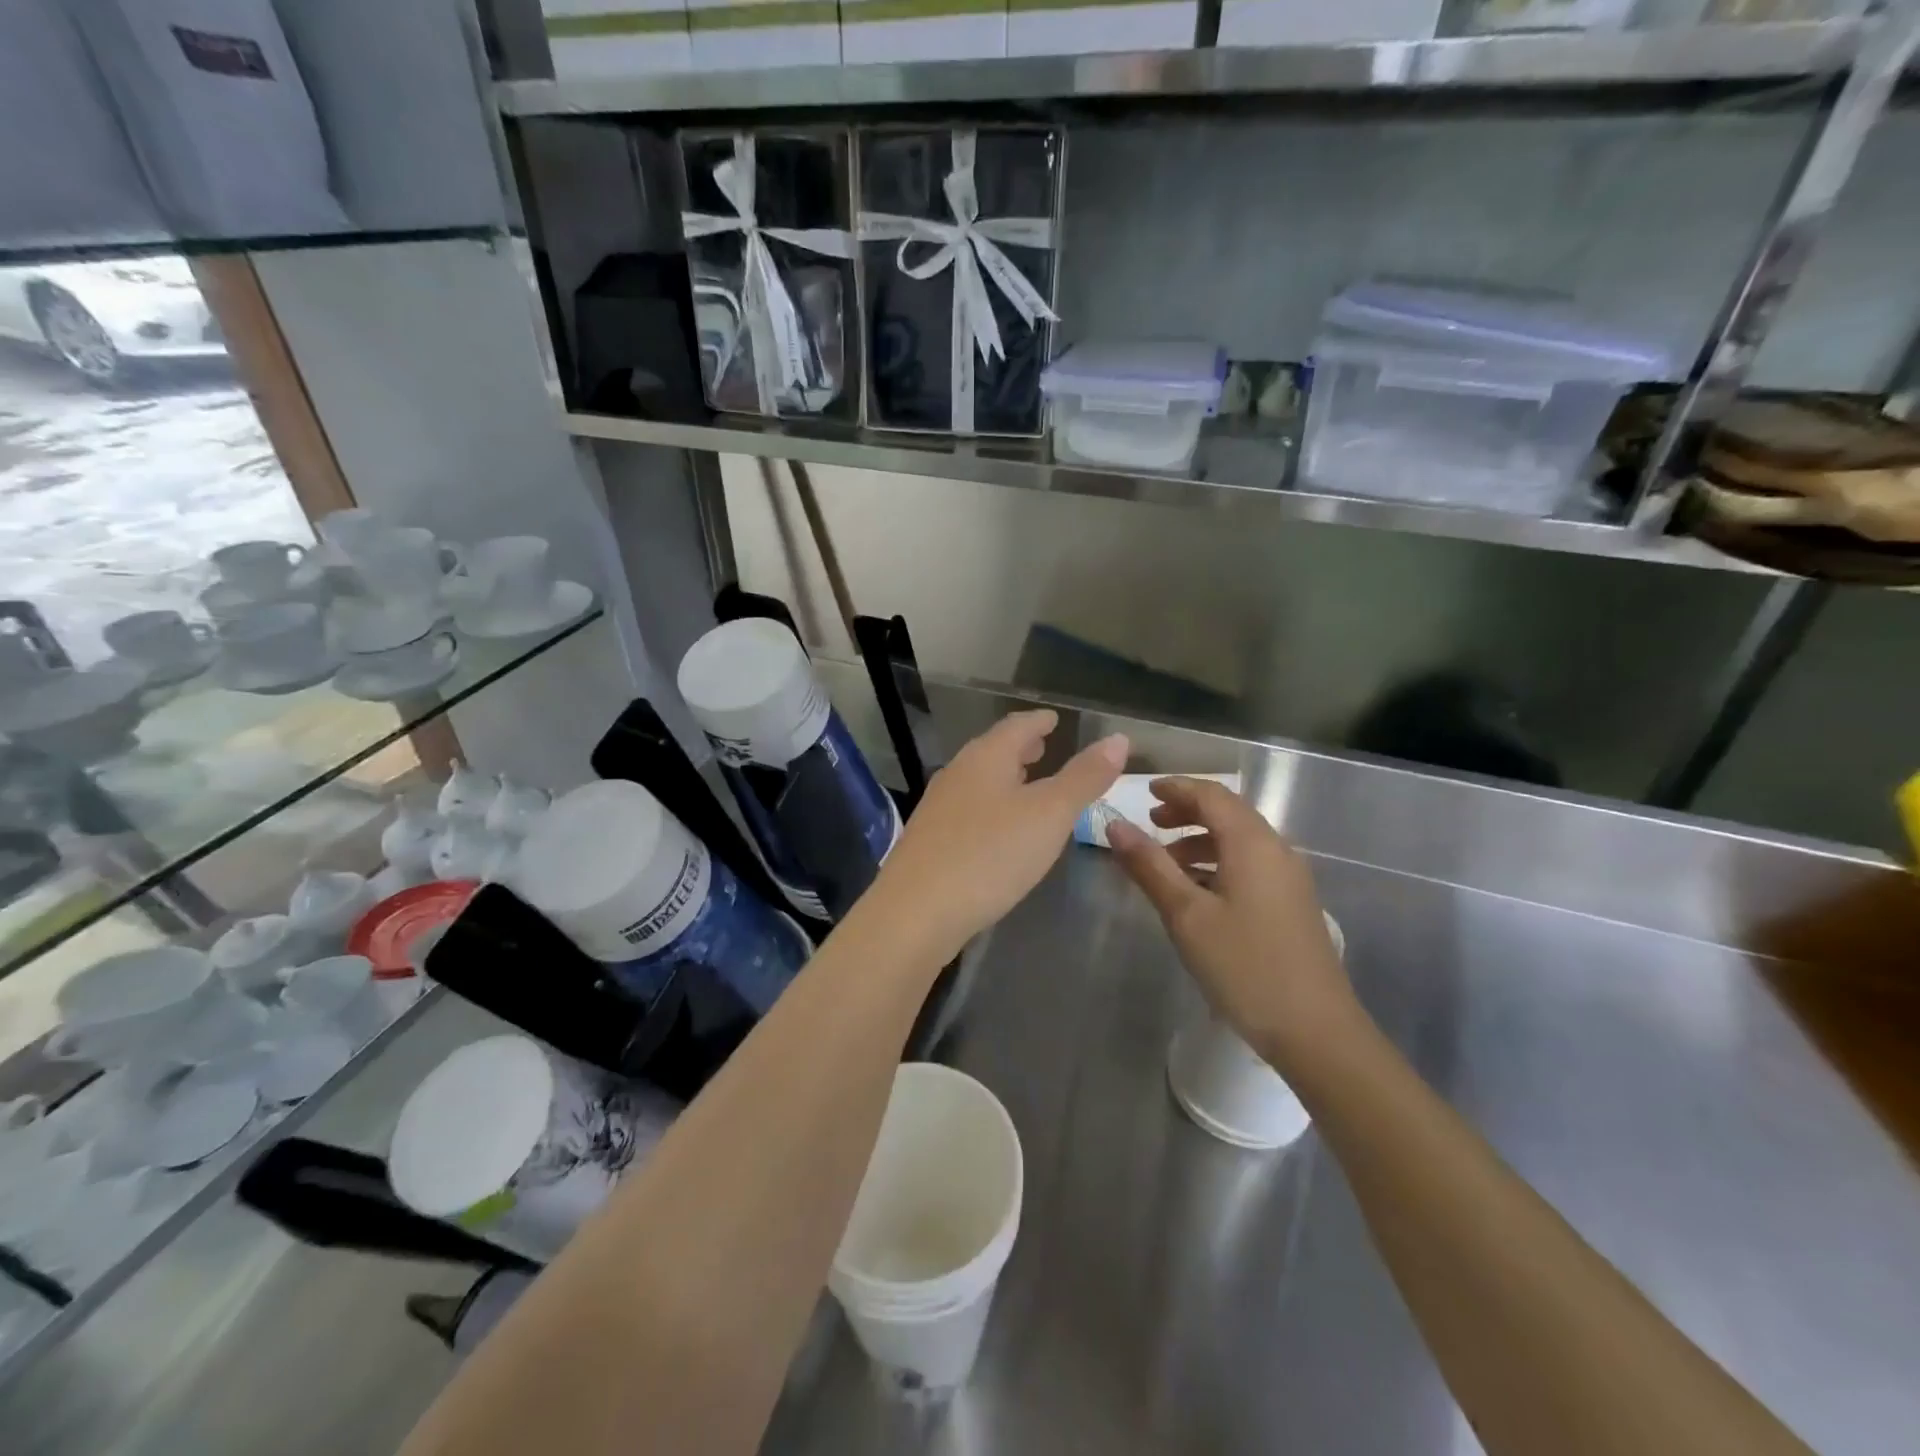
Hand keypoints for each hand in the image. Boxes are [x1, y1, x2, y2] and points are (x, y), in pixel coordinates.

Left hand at [863, 710, 1127, 963]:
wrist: (916, 912)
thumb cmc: (990, 855)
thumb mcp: (1049, 814)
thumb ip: (1084, 777)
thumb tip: (1118, 739)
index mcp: (986, 758)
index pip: (1017, 726)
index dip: (1039, 721)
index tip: (1054, 718)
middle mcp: (957, 774)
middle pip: (993, 751)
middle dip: (1021, 748)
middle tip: (1043, 745)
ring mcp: (938, 808)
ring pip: (978, 781)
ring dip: (1004, 777)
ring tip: (1026, 783)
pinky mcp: (929, 841)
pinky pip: (968, 809)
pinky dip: (991, 806)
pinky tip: (998, 828)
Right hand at [1106, 777, 1359, 1072]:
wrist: (1315, 1031)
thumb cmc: (1244, 966)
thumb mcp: (1186, 915)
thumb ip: (1149, 866)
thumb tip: (1115, 825)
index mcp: (1252, 844)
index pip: (1212, 796)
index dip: (1177, 788)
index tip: (1145, 792)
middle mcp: (1276, 851)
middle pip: (1229, 814)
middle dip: (1188, 813)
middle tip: (1151, 824)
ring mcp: (1289, 879)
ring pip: (1239, 842)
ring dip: (1200, 842)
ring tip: (1166, 863)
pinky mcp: (1292, 905)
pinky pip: (1250, 866)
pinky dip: (1218, 864)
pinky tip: (1197, 893)